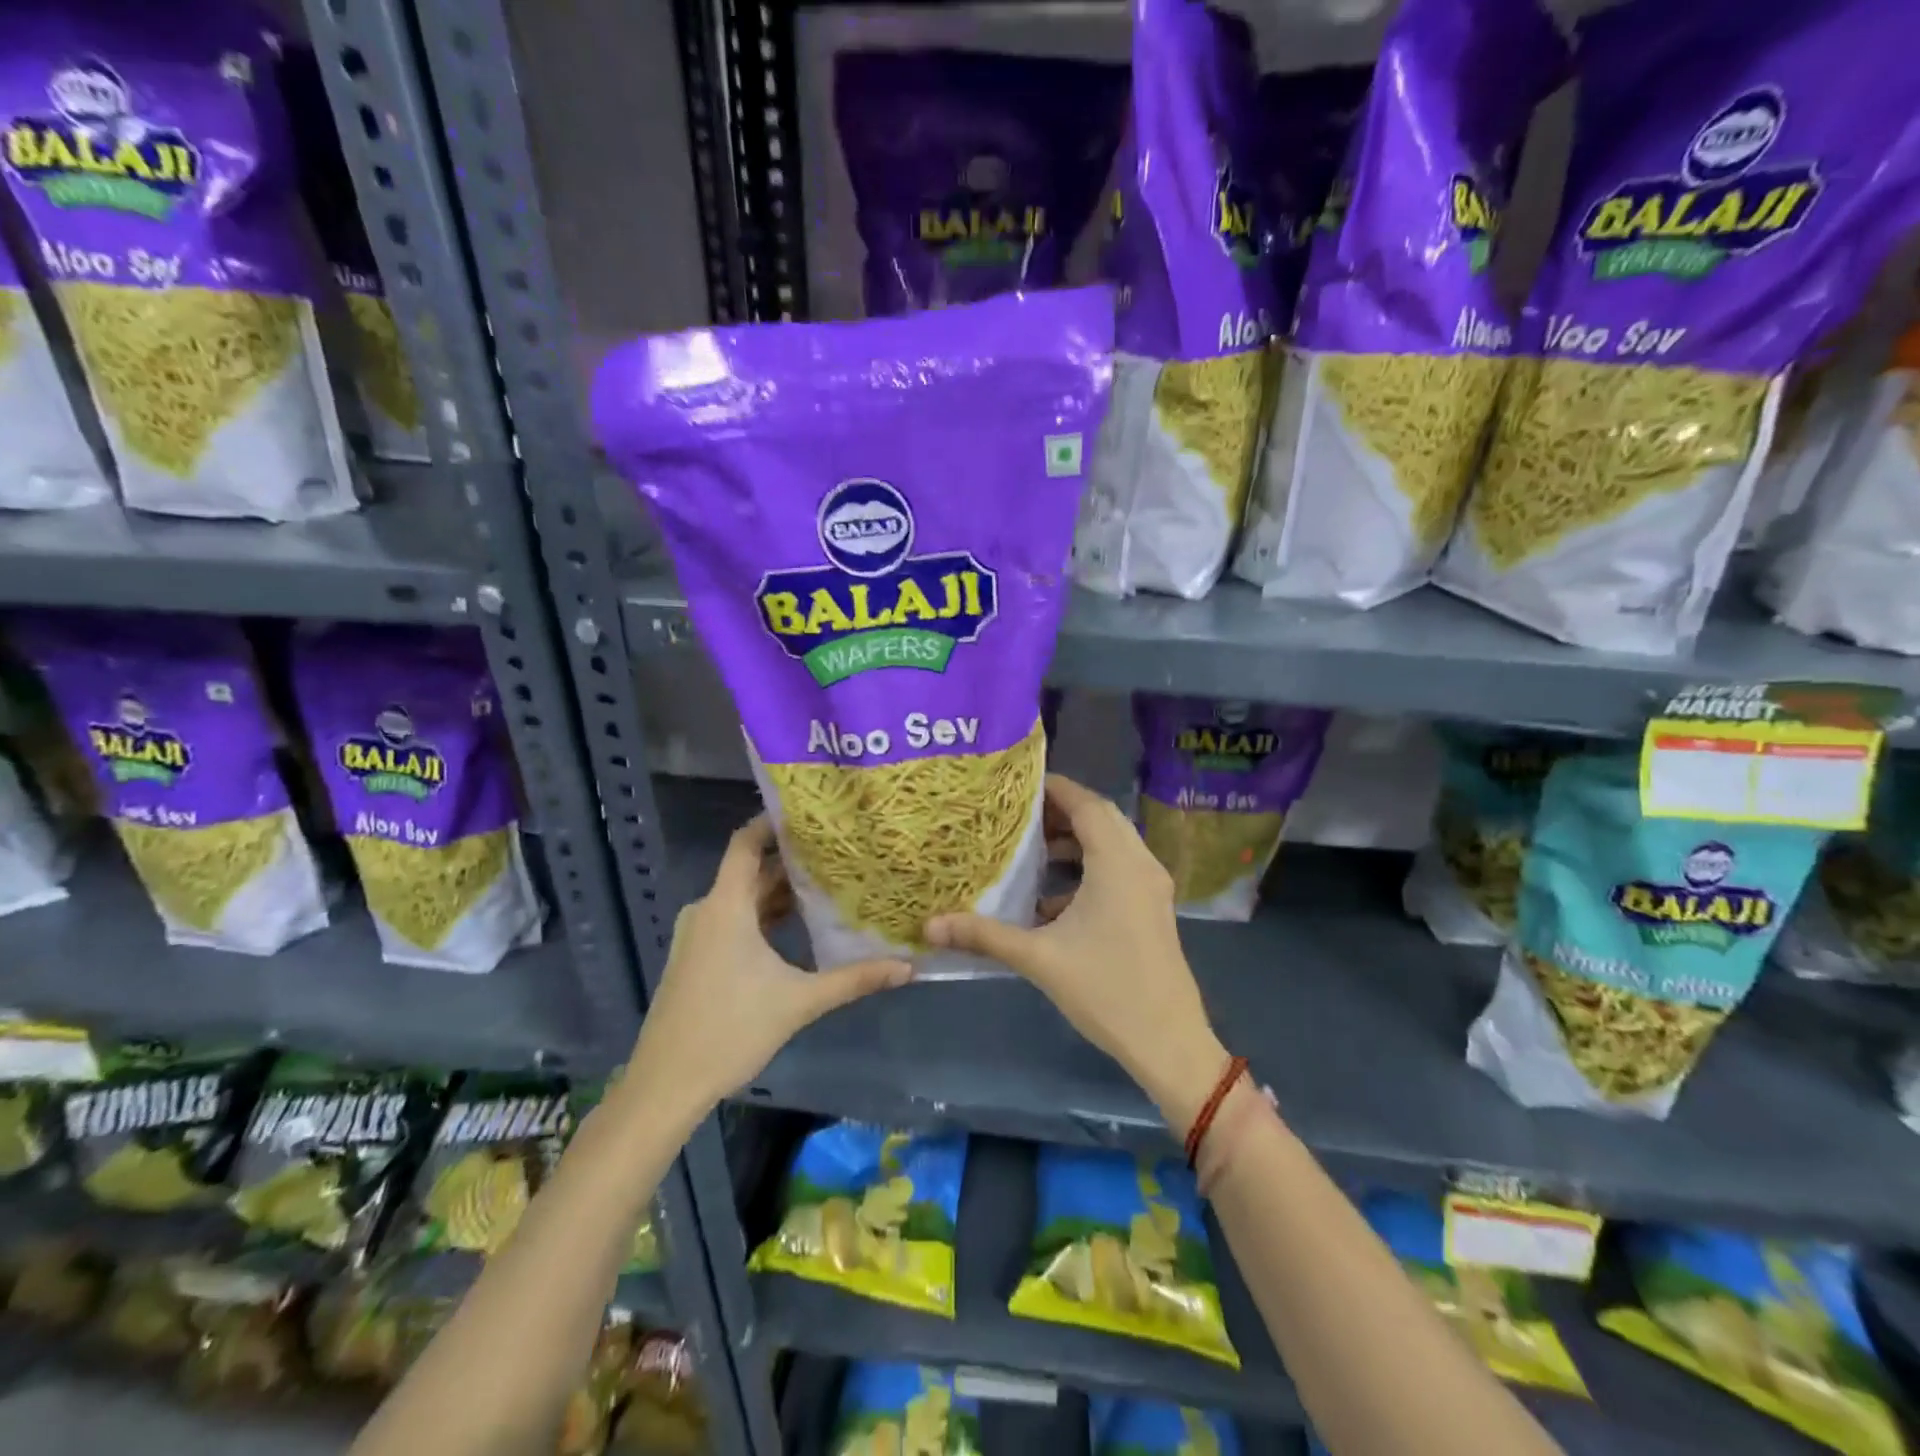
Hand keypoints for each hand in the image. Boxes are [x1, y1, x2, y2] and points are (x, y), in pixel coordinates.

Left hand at [630, 817, 909, 1115]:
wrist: (665, 1085)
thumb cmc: (730, 1030)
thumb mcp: (799, 1002)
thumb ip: (853, 979)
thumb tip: (907, 967)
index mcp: (726, 906)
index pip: (745, 843)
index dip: (772, 823)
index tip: (809, 812)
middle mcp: (707, 911)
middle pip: (750, 872)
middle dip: (790, 862)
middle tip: (836, 852)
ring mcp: (697, 936)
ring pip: (742, 900)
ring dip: (778, 893)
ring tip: (825, 885)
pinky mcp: (695, 959)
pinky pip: (732, 921)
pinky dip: (762, 917)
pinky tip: (796, 929)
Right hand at [926, 775, 1226, 1135]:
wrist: (1169, 1042)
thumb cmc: (1106, 991)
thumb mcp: (1039, 959)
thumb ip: (984, 936)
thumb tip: (930, 926)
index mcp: (1117, 863)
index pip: (1086, 804)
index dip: (1053, 788)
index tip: (1016, 784)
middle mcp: (1140, 864)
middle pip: (1100, 817)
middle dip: (1060, 811)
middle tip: (1017, 814)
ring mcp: (1151, 887)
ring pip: (1112, 843)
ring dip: (1076, 840)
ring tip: (1031, 849)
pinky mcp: (1152, 908)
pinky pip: (1119, 868)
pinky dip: (1088, 868)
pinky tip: (1052, 898)